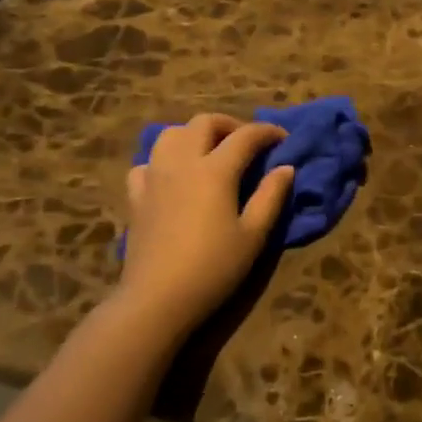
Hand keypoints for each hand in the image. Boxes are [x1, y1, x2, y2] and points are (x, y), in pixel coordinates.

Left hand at [118, 114, 294, 341]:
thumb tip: (285, 168)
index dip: (267, 132)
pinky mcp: (136, 196)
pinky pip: (147, 163)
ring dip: (194, 134)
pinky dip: (163, 160)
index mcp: (215, 170)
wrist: (158, 298)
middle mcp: (182, 162)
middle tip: (247, 143)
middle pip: (204, 123)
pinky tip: (173, 178)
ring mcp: (154, 176)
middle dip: (230, 125)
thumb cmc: (214, 268)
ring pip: (170, 134)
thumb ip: (271, 196)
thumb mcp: (253, 235)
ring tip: (210, 152)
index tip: (283, 139)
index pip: (245, 136)